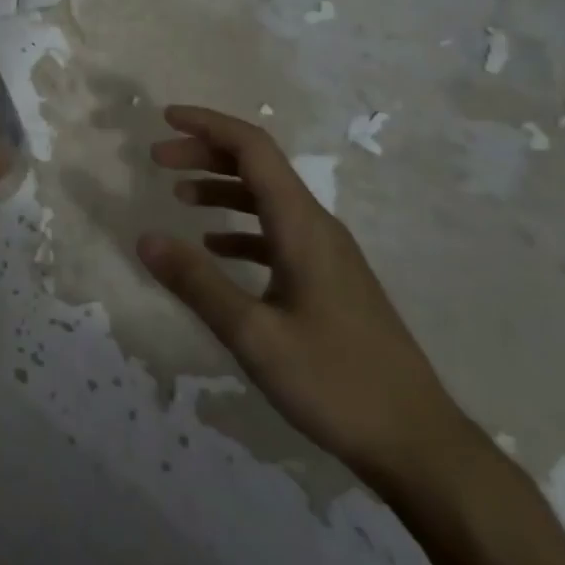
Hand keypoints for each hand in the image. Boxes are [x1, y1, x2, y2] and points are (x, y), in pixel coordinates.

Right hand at [138, 105, 475, 489]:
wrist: (419, 445)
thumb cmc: (337, 384)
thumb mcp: (254, 336)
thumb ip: (197, 284)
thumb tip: (144, 238)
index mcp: (302, 226)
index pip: (253, 149)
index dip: (208, 125)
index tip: (165, 118)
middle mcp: (317, 228)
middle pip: (259, 167)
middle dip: (206, 153)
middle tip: (158, 159)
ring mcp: (328, 255)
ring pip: (268, 199)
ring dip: (221, 187)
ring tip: (178, 195)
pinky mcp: (330, 282)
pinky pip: (277, 233)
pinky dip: (240, 227)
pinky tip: (215, 247)